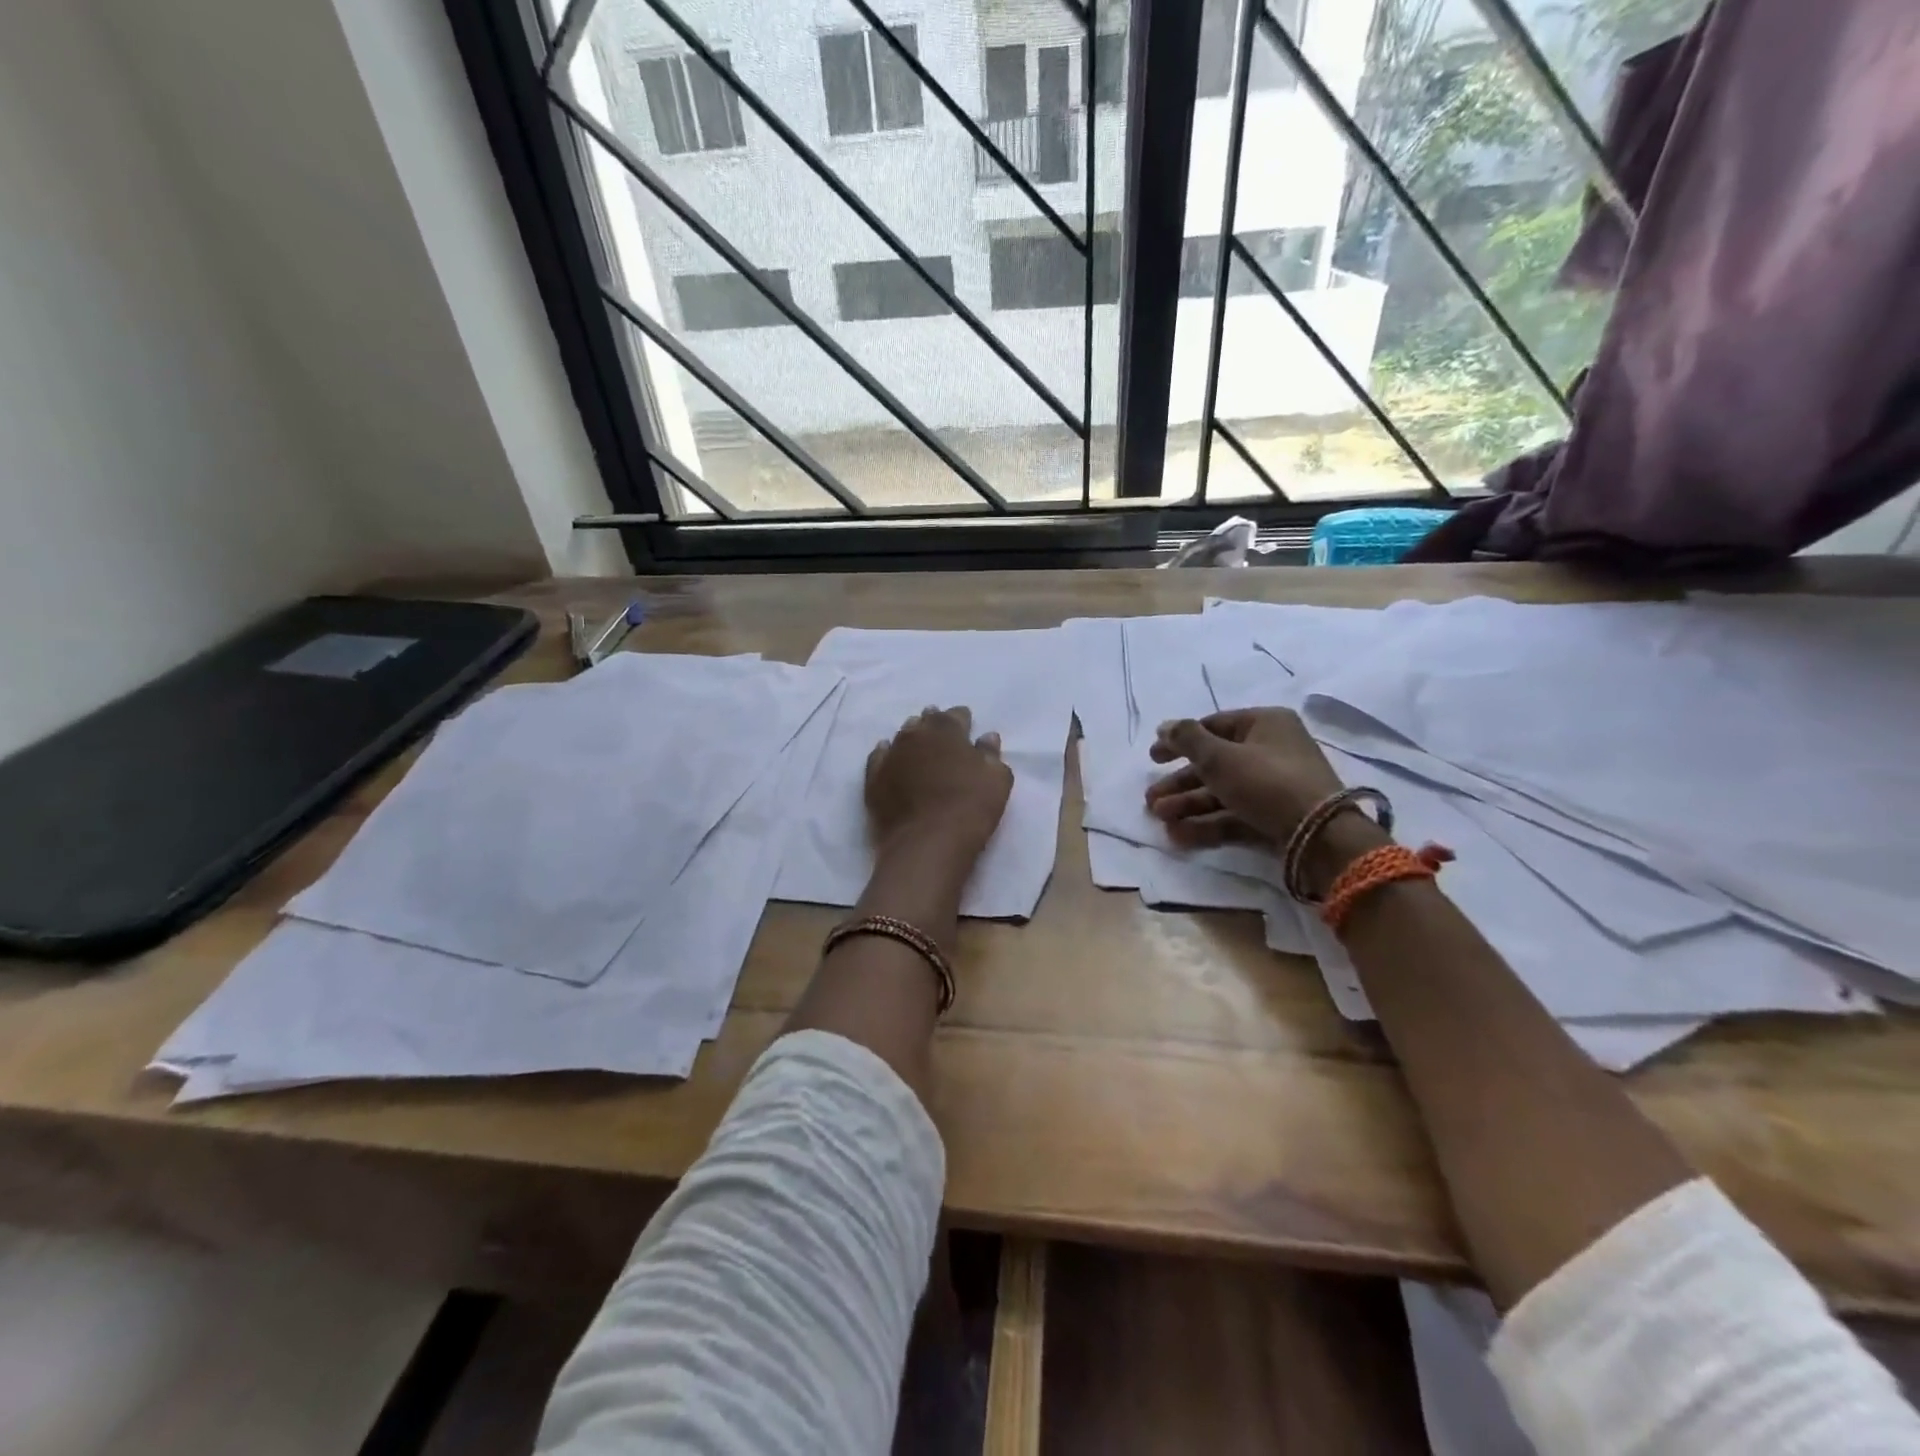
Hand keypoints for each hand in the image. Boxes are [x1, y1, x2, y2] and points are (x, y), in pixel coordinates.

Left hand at [866, 706, 1013, 857]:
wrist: (926, 843)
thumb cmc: (969, 808)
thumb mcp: (997, 780)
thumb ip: (991, 754)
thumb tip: (986, 737)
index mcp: (947, 730)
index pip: (956, 715)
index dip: (962, 720)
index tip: (967, 725)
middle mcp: (916, 735)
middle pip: (925, 722)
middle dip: (934, 724)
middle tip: (940, 732)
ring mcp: (891, 756)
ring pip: (901, 737)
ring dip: (911, 737)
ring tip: (918, 743)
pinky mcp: (874, 779)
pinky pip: (879, 757)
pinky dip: (886, 753)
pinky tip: (889, 754)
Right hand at [1145, 708, 1343, 847]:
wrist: (1319, 835)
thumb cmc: (1266, 781)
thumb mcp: (1220, 756)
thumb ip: (1187, 739)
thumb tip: (1164, 725)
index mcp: (1264, 724)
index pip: (1213, 726)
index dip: (1180, 741)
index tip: (1152, 758)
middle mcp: (1271, 750)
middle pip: (1214, 763)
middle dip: (1179, 783)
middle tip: (1150, 800)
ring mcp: (1274, 786)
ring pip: (1222, 792)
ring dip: (1188, 805)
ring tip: (1160, 818)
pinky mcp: (1275, 816)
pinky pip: (1235, 815)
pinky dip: (1207, 824)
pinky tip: (1179, 835)